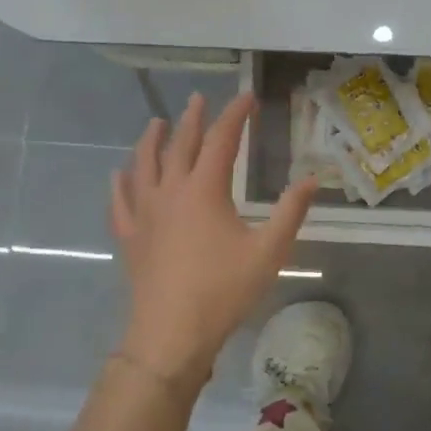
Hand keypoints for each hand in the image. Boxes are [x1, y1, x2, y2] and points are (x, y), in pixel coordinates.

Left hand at [110, 91, 315, 385]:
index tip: (247, 97)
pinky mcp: (131, 236)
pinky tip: (119, 174)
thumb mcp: (268, 251)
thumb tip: (311, 179)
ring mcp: (145, 213)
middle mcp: (171, 191)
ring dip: (152, 140)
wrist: (171, 334)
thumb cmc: (223, 290)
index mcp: (205, 189)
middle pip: (180, 144)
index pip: (221, 139)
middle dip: (192, 119)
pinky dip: (121, 182)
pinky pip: (121, 201)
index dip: (235, 115)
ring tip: (157, 123)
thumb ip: (291, 212)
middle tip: (198, 99)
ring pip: (144, 165)